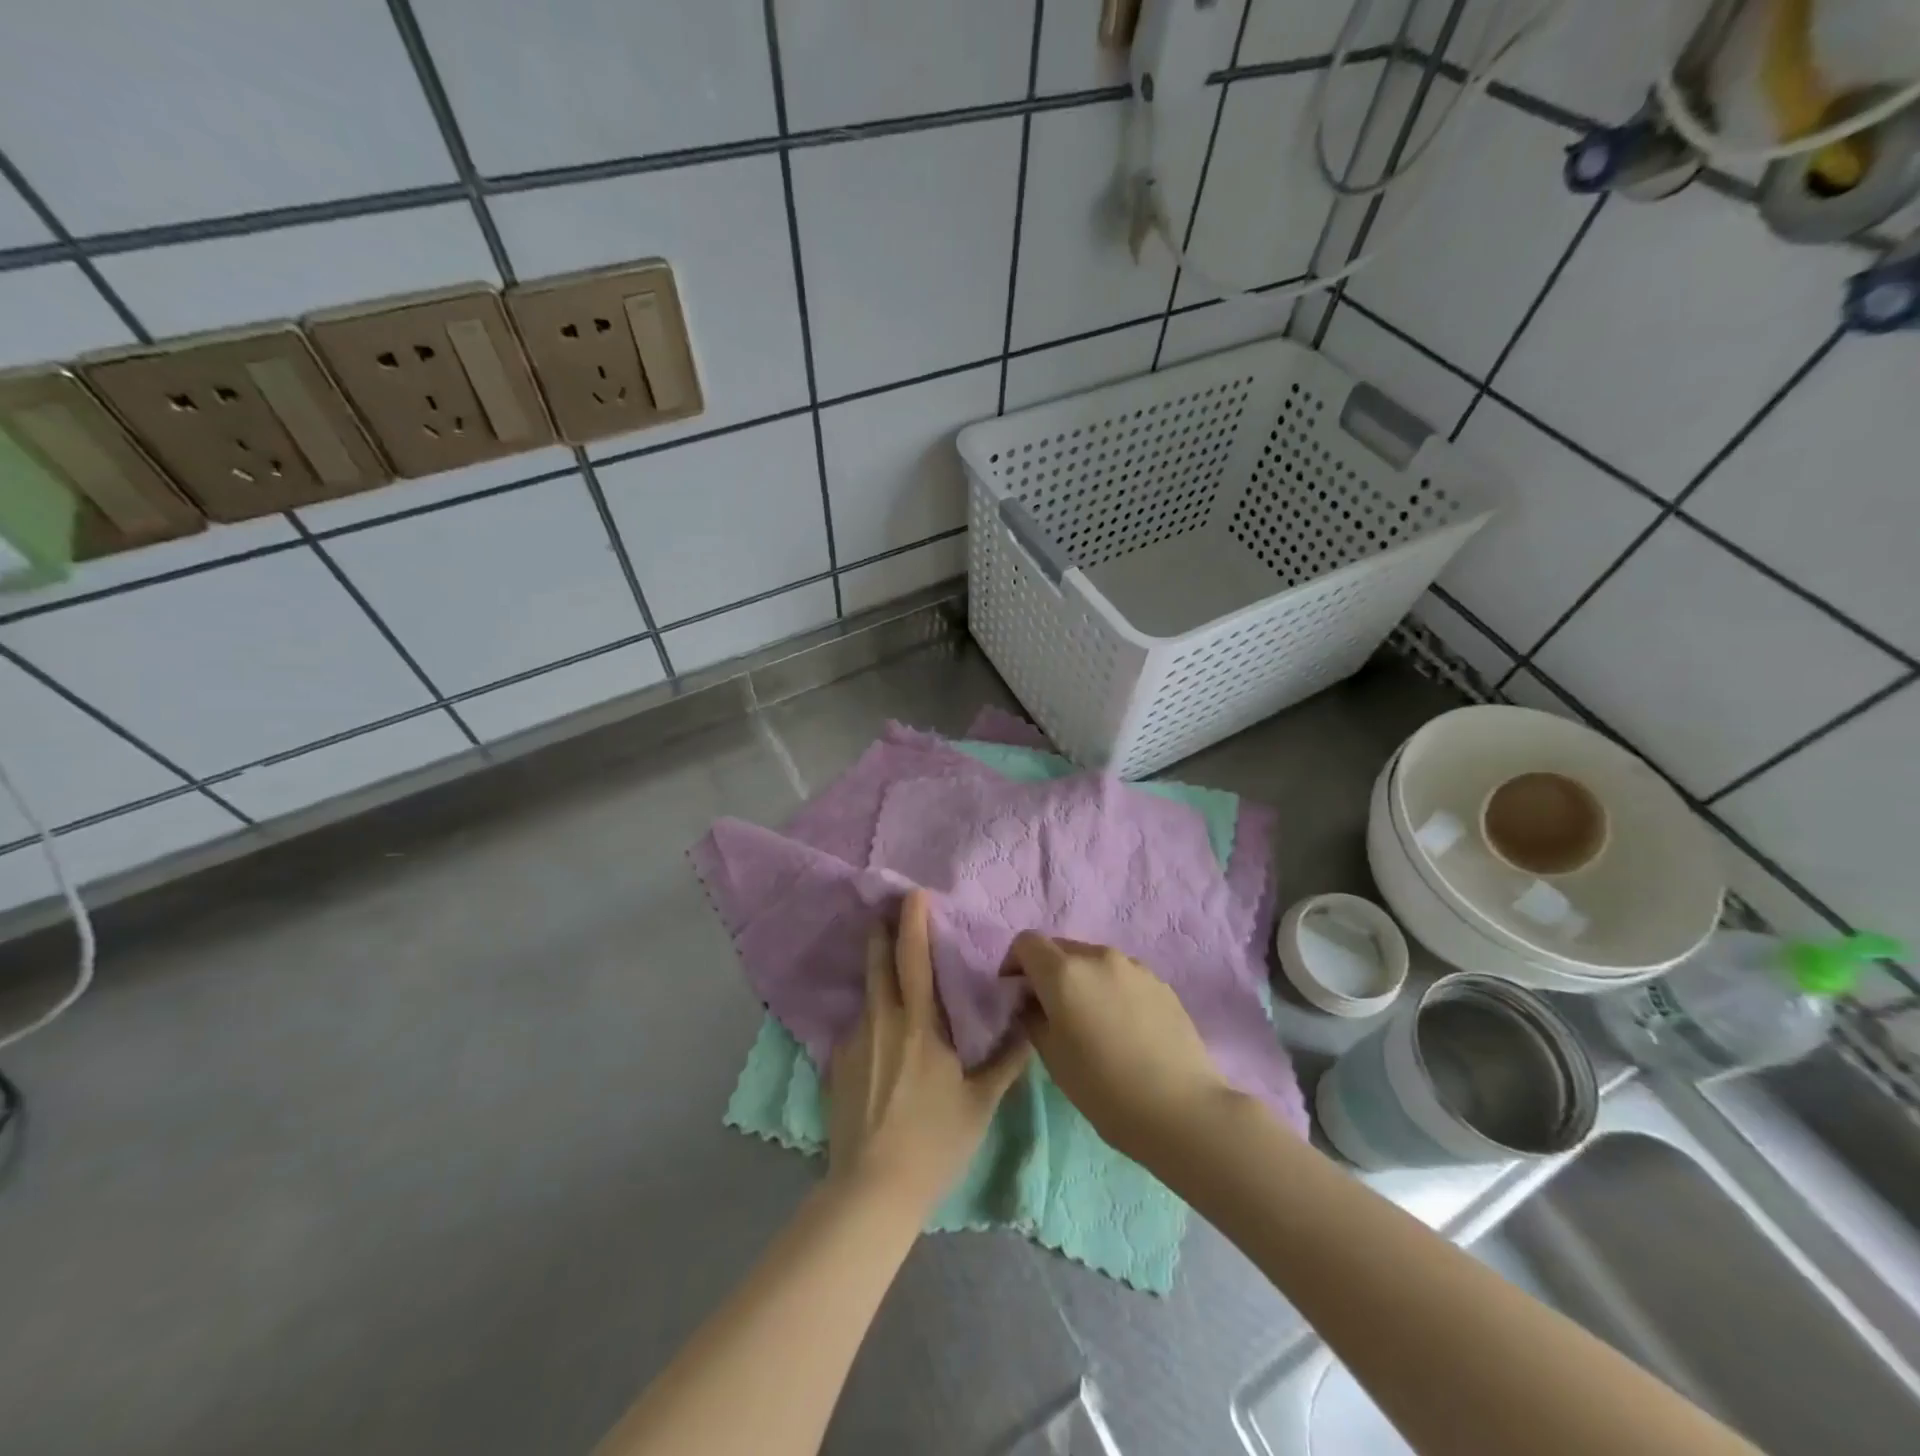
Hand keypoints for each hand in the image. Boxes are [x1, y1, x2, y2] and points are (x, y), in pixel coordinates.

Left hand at [827, 891, 1030, 1217]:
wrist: (871, 1189)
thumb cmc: (934, 1141)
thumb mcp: (981, 1102)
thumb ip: (1007, 1059)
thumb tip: (1031, 1021)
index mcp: (918, 1023)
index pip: (913, 957)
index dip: (913, 921)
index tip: (914, 893)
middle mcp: (880, 1021)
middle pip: (876, 962)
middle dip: (881, 932)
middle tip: (888, 911)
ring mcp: (853, 1042)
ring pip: (866, 995)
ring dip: (876, 973)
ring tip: (891, 972)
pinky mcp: (836, 1065)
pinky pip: (858, 1028)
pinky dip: (872, 1018)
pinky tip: (883, 1040)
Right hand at [1006, 933, 1229, 1161]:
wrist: (1181, 1109)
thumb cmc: (1104, 1088)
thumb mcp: (1052, 1057)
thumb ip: (1032, 1017)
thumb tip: (1031, 1002)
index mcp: (1064, 972)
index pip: (1026, 942)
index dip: (1014, 964)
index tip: (1016, 995)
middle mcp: (1098, 956)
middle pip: (1060, 947)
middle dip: (1047, 971)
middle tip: (1049, 1011)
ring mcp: (1134, 966)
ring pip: (1093, 960)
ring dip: (1080, 979)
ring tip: (1089, 1020)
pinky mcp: (1160, 982)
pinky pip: (1121, 975)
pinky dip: (1110, 989)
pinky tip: (1121, 1028)